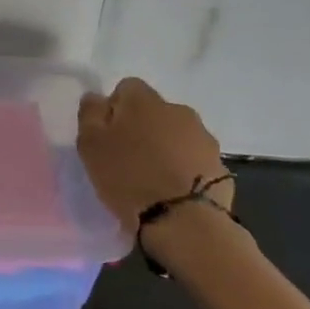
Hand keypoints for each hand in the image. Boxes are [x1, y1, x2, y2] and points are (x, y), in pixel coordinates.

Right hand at [77, 77, 230, 229]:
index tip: (108, 136)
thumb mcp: (91, 145)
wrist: (183, 220)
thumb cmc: (128, 178)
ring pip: (176, 134)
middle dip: (142, 128)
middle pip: (154, 111)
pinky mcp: (219, 164)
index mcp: (144, 100)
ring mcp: (203, 137)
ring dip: (164, 147)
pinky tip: (173, 190)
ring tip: (152, 178)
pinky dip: (183, 168)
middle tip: (127, 159)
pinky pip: (194, 158)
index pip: (127, 88)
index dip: (115, 109)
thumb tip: (96, 97)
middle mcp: (177, 109)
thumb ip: (90, 114)